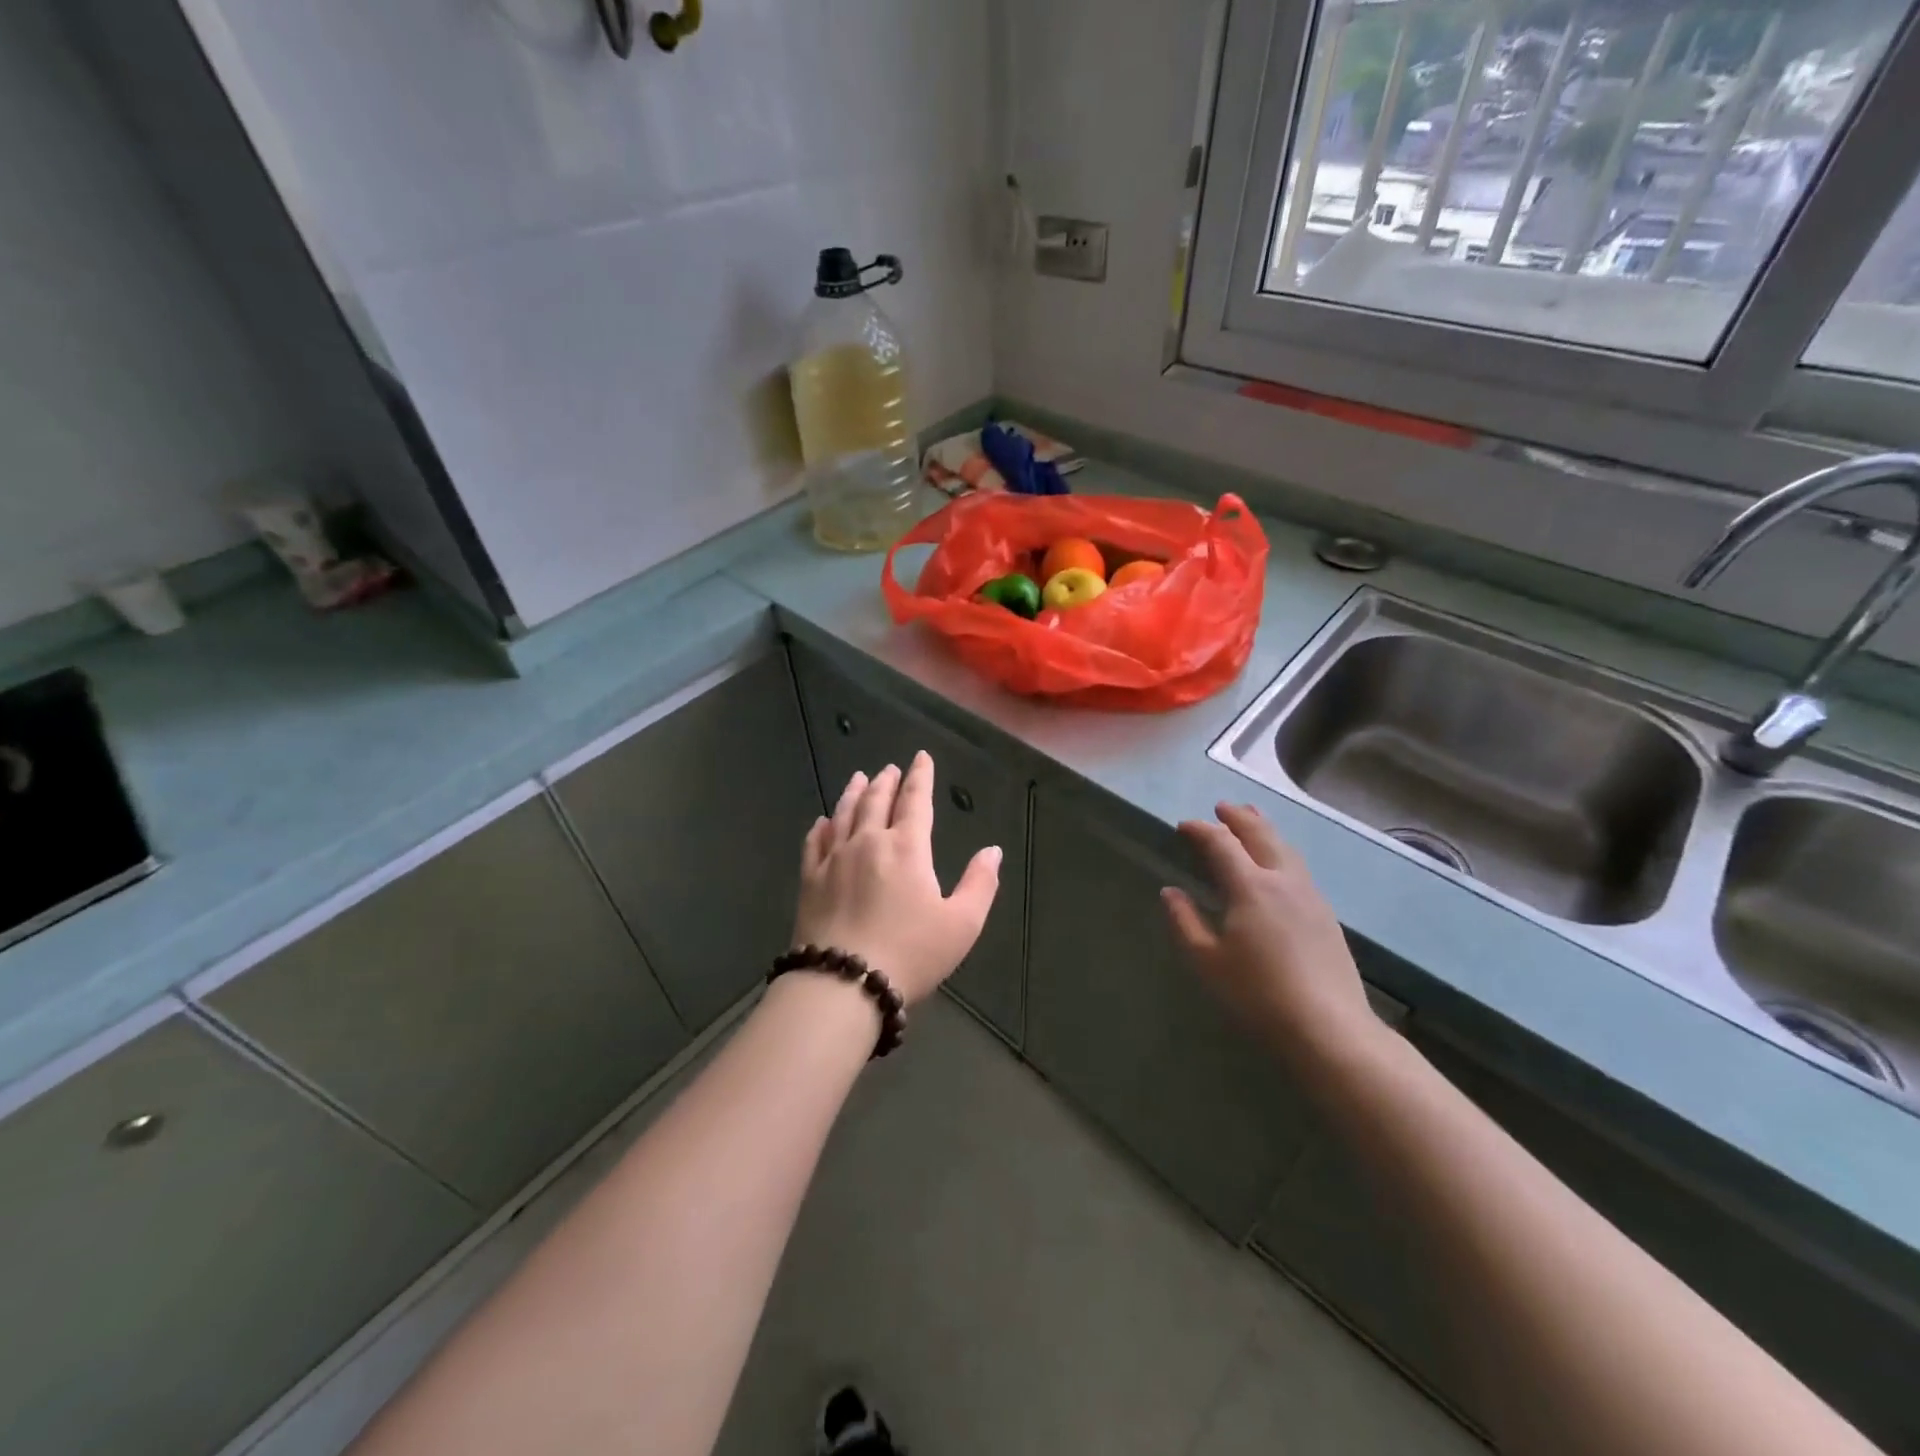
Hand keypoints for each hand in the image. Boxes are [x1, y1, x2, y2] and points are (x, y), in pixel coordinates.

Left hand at [791, 752, 1001, 1004]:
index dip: (920, 777)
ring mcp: (834, 859)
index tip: (921, 757)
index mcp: (907, 848)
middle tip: (890, 769)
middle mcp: (869, 842)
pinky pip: (814, 843)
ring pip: (844, 814)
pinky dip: (821, 827)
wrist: (844, 982)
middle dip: (886, 781)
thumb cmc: (911, 953)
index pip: (916, 801)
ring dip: (854, 793)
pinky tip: (822, 822)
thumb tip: (992, 851)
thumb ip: (980, 884)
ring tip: (858, 779)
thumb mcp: (962, 924)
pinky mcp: (810, 880)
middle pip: (877, 801)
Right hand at [1162, 803, 1382, 1070]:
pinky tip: (1279, 865)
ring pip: (1286, 849)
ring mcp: (1310, 896)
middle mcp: (1283, 881)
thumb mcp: (1207, 961)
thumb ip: (1185, 922)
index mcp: (1250, 887)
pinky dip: (1281, 851)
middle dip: (1239, 818)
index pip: (1221, 844)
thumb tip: (1170, 892)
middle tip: (1222, 807)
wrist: (1329, 1029)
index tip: (1183, 826)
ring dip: (1265, 829)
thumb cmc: (1258, 995)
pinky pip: (1299, 867)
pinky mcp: (1326, 915)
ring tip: (1253, 820)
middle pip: (1261, 835)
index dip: (1201, 830)